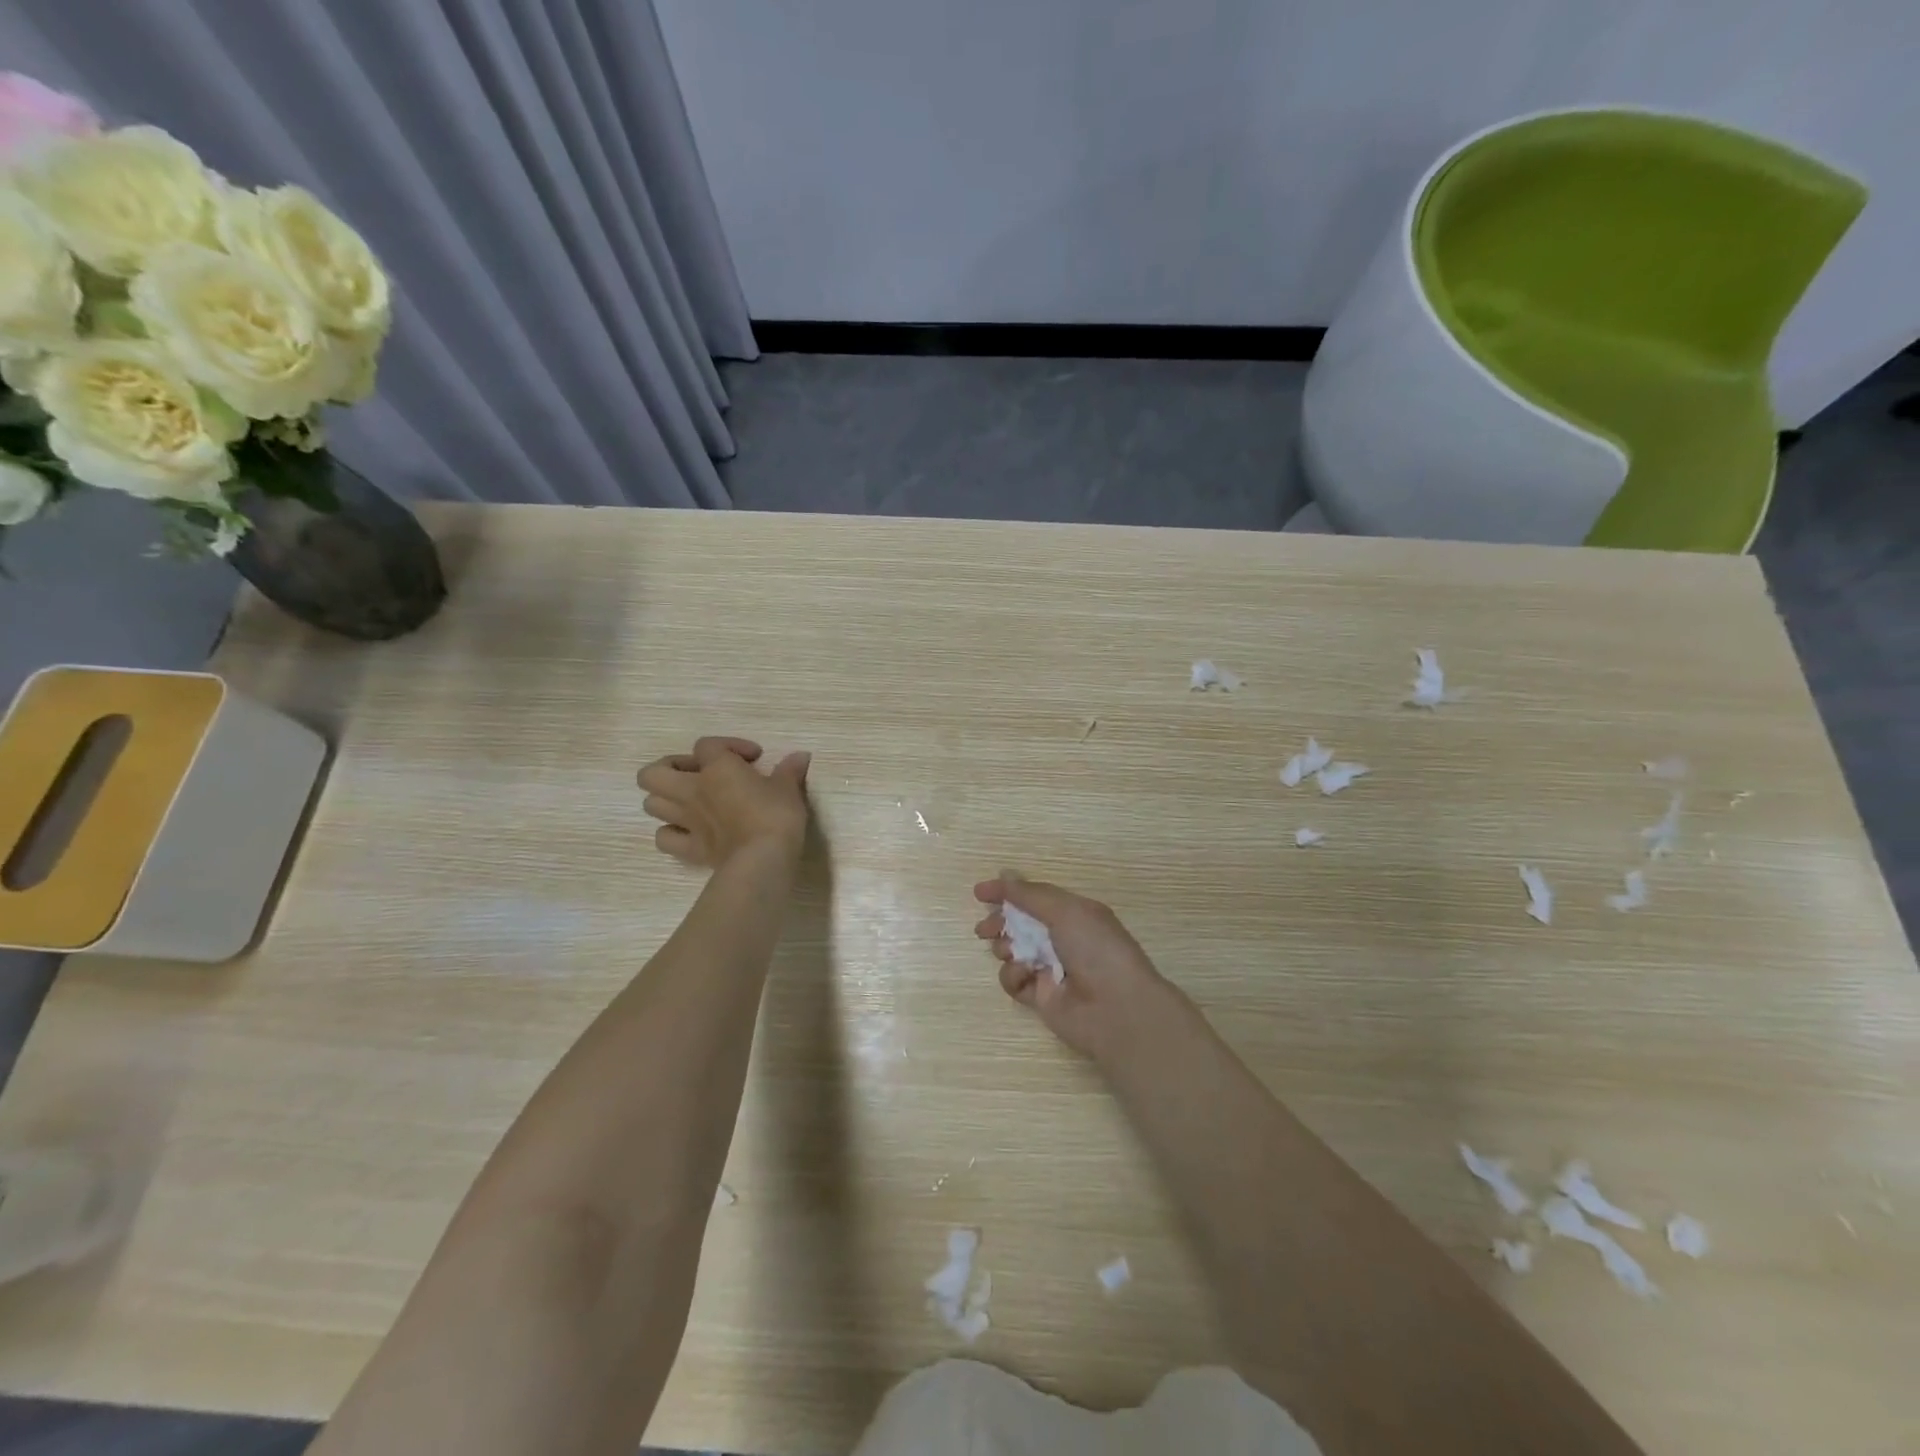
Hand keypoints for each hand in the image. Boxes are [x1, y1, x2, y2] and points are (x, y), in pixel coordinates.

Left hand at [637, 737, 811, 868]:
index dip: (729, 745)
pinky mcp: (689, 849)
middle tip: (698, 774)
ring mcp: (686, 821)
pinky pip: (664, 837)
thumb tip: (801, 756)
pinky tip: (690, 832)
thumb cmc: (775, 816)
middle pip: (653, 773)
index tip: (754, 758)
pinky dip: (671, 832)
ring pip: (651, 804)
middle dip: (670, 769)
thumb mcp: (788, 788)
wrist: (762, 859)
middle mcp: (692, 790)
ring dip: (667, 800)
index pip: (707, 745)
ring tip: (691, 802)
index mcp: (717, 768)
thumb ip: (790, 770)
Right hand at [973, 876, 1187, 1062]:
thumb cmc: (1095, 948)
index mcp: (1073, 914)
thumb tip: (1003, 874)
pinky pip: (1015, 981)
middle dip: (999, 923)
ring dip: (1006, 947)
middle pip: (1020, 925)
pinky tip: (1025, 974)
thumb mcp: (1064, 910)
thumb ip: (1028, 894)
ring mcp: (1051, 969)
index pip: (1034, 898)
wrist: (1116, 1008)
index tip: (980, 893)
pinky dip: (1015, 975)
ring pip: (1013, 952)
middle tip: (984, 929)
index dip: (1008, 893)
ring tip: (1012, 951)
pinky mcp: (1040, 998)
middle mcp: (1062, 939)